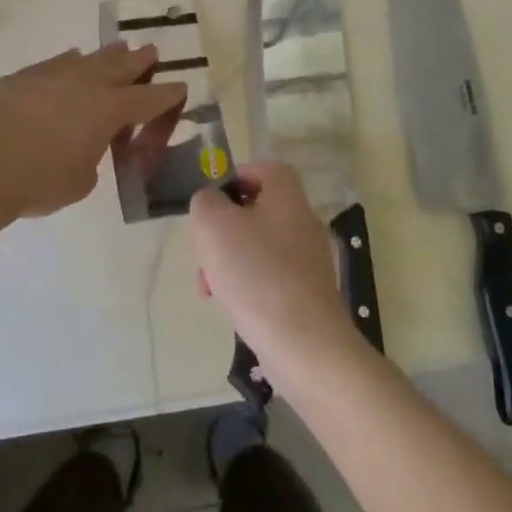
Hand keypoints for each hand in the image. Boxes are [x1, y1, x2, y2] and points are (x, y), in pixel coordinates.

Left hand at [0, 43, 185, 221]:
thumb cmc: (38, 181)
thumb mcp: (79, 182)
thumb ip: (90, 159)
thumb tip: (82, 148)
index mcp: (109, 110)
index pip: (148, 99)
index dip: (167, 94)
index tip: (180, 86)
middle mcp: (86, 84)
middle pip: (121, 67)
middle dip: (140, 60)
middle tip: (151, 51)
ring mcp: (52, 75)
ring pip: (88, 58)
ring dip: (106, 54)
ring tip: (117, 48)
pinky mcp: (22, 77)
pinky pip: (56, 63)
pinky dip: (69, 62)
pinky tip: (70, 59)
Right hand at [190, 162, 361, 371]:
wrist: (303, 343)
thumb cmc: (256, 272)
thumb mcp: (213, 224)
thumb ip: (205, 201)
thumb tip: (211, 202)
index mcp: (287, 194)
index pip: (261, 169)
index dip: (232, 179)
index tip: (208, 204)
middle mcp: (303, 219)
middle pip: (255, 210)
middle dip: (222, 229)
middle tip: (204, 251)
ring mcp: (308, 258)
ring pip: (257, 246)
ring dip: (228, 261)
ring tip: (209, 287)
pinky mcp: (306, 292)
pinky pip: (268, 276)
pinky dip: (246, 285)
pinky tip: (231, 306)